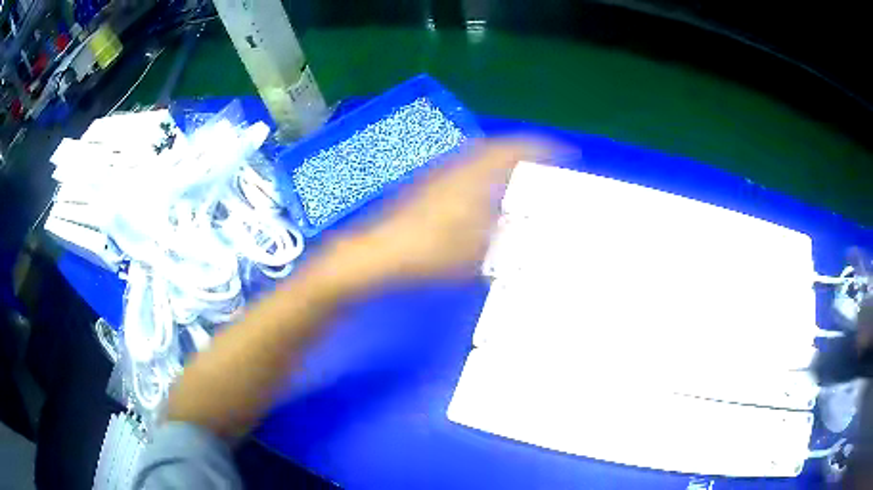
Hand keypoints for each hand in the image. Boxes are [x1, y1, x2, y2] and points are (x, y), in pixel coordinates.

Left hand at [325, 137, 555, 288]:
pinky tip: (481, 191)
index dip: (540, 146)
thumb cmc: (431, 253)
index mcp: (474, 176)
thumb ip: (506, 235)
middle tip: (541, 159)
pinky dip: (480, 172)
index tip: (562, 149)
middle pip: (495, 147)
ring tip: (517, 173)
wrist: (379, 253)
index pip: (513, 150)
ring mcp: (438, 174)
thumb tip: (525, 223)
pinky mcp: (424, 186)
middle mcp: (457, 166)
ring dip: (499, 159)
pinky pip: (463, 169)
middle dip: (520, 150)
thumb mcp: (478, 251)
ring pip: (477, 157)